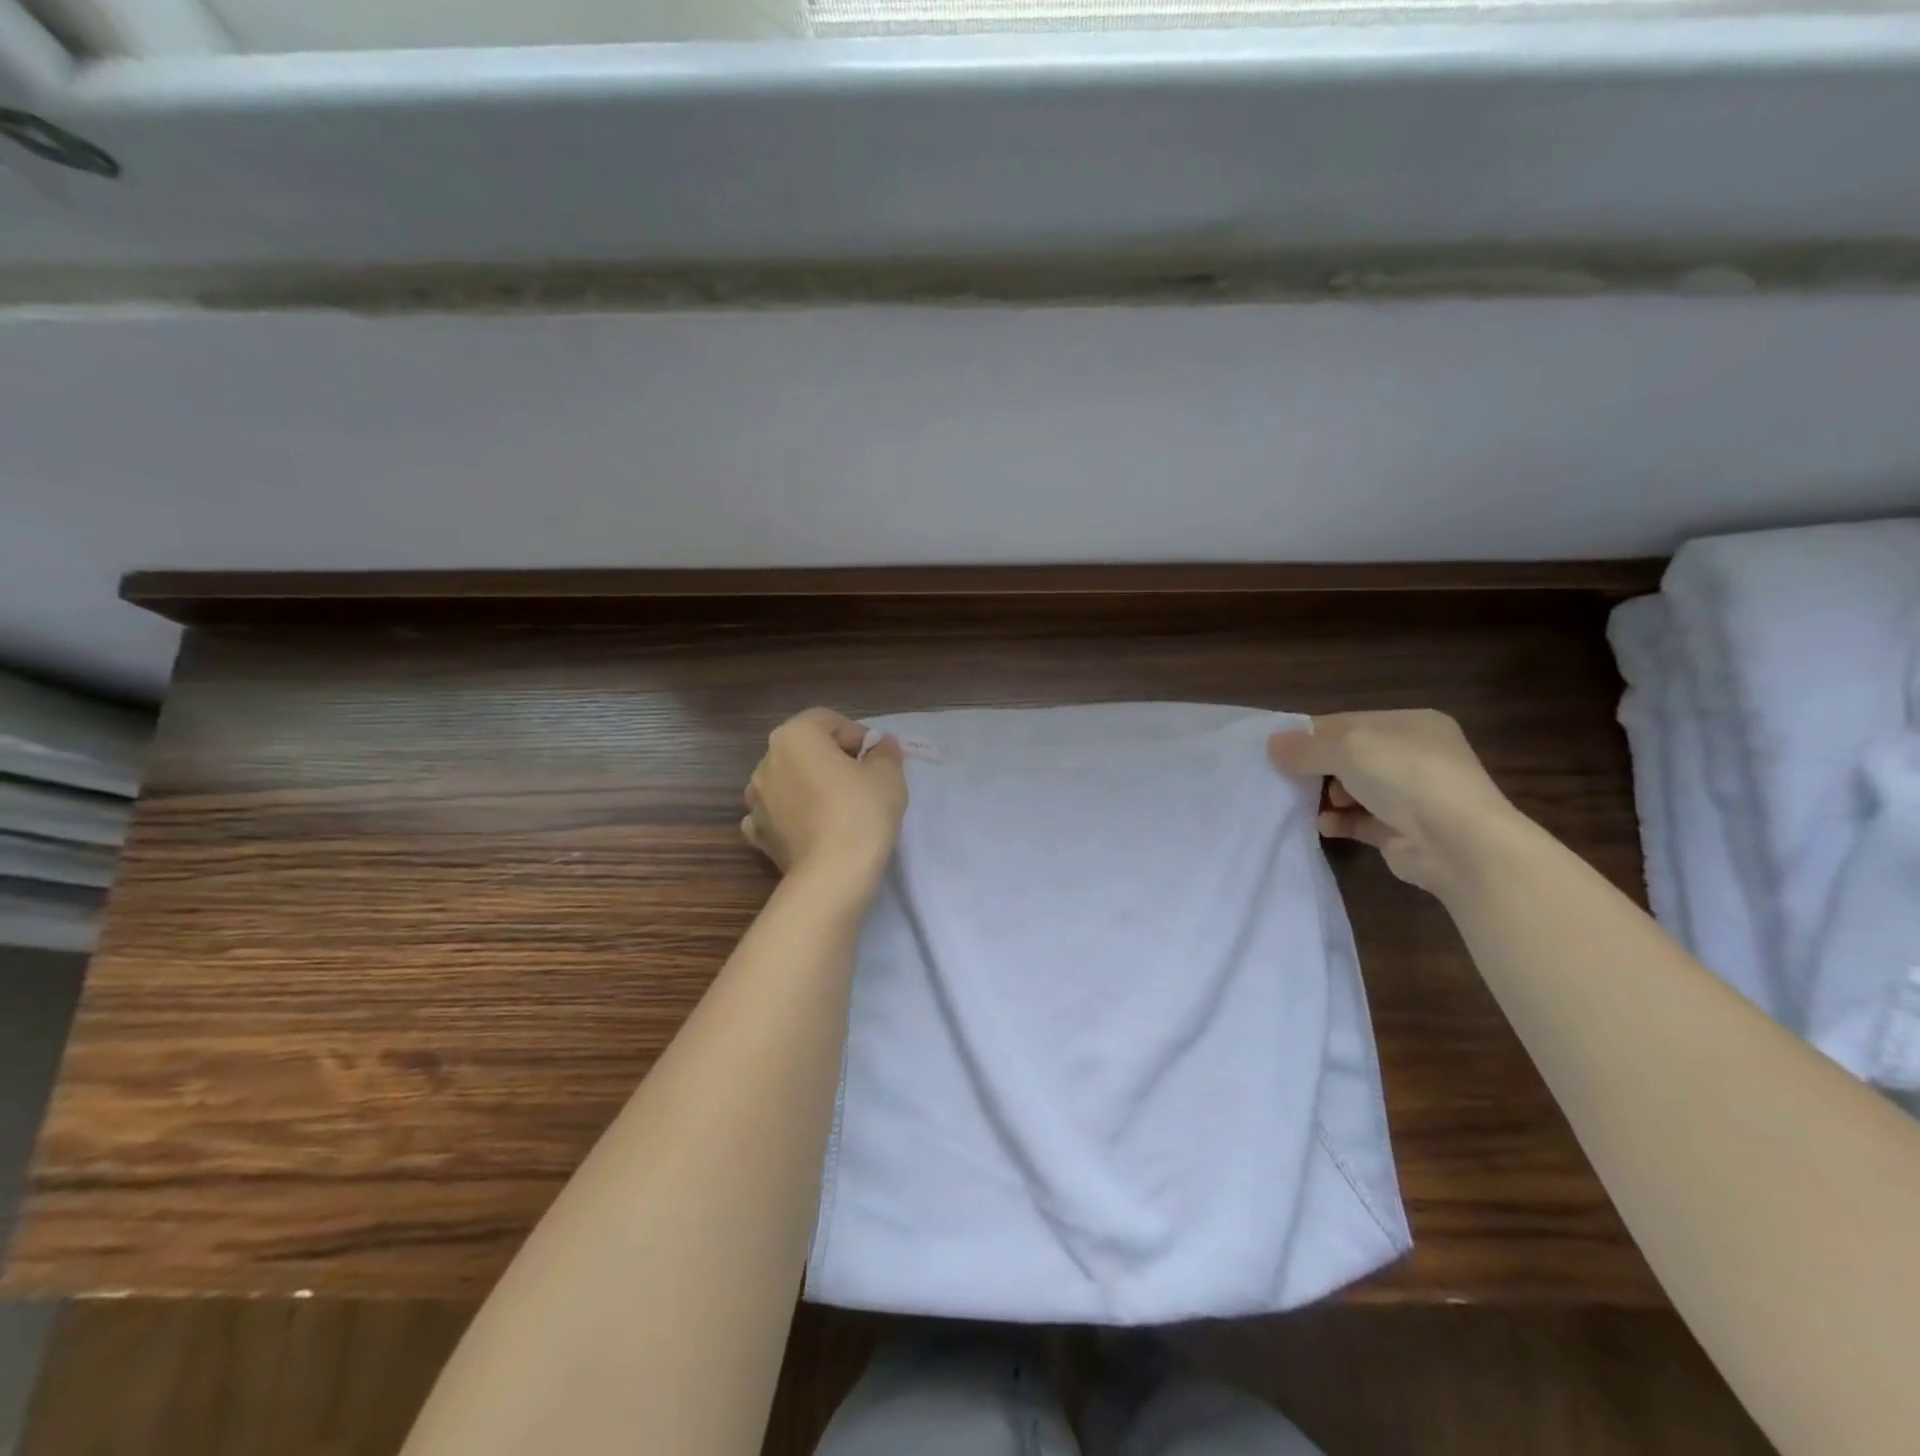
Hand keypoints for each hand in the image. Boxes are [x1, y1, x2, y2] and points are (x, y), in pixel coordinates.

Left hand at [742, 709, 907, 884]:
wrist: (833, 874)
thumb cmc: (861, 811)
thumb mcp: (888, 774)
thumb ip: (884, 752)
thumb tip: (882, 746)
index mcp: (794, 735)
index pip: (828, 721)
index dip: (856, 735)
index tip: (876, 758)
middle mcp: (766, 760)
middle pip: (804, 749)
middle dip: (831, 759)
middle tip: (862, 780)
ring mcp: (756, 799)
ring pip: (788, 780)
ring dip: (809, 786)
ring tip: (839, 807)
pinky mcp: (757, 833)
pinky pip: (776, 813)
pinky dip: (791, 815)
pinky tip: (812, 828)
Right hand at [1268, 710, 1515, 894]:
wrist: (1459, 845)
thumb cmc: (1406, 778)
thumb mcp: (1348, 749)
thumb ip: (1306, 747)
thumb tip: (1271, 745)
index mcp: (1411, 724)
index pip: (1349, 722)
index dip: (1311, 734)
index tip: (1277, 749)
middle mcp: (1415, 755)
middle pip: (1350, 756)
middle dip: (1317, 767)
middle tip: (1284, 777)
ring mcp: (1413, 795)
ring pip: (1355, 789)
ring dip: (1327, 796)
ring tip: (1302, 803)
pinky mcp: (1405, 831)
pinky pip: (1361, 821)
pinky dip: (1340, 821)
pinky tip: (1324, 826)